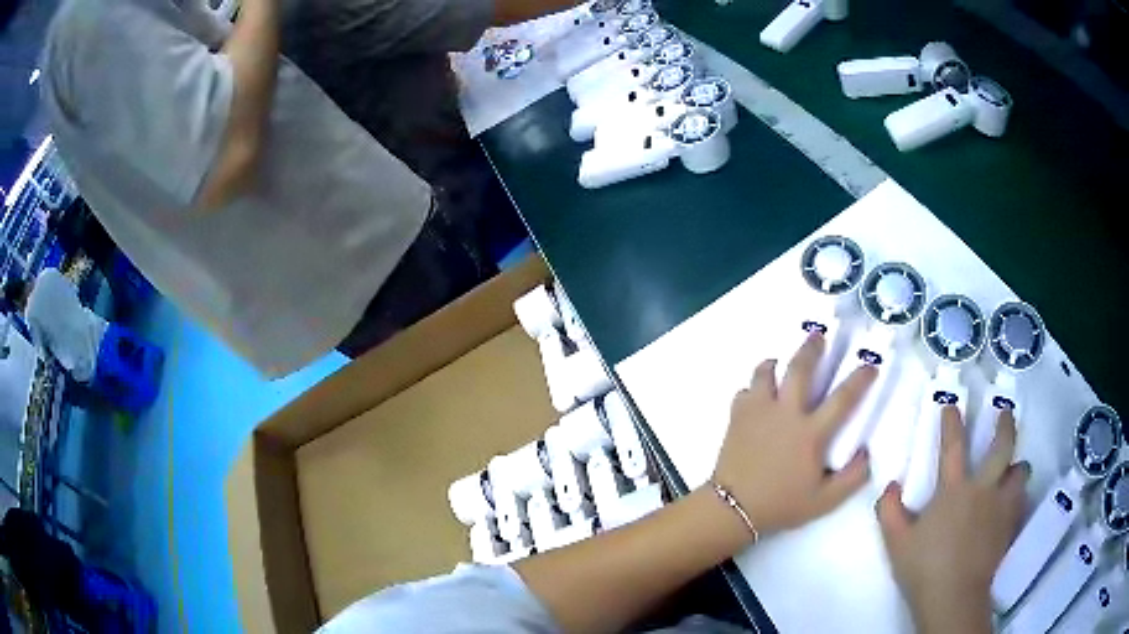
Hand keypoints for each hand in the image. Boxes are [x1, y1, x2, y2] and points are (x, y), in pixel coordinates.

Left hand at [711, 333, 876, 534]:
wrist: (732, 509)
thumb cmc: (781, 504)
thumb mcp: (825, 500)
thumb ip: (852, 478)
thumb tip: (867, 453)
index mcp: (811, 432)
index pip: (843, 398)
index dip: (860, 379)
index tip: (871, 365)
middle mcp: (786, 413)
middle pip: (800, 368)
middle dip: (812, 348)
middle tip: (819, 335)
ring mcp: (759, 411)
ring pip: (766, 372)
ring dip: (776, 362)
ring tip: (780, 360)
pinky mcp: (737, 416)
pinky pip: (745, 390)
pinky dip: (753, 387)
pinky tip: (758, 393)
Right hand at [876, 407, 1028, 633]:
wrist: (953, 596)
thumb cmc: (924, 567)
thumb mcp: (896, 542)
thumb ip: (889, 511)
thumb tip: (889, 484)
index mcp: (954, 489)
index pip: (953, 445)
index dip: (951, 422)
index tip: (951, 405)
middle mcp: (983, 488)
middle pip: (1002, 447)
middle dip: (1005, 425)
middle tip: (1005, 414)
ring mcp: (1000, 505)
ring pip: (1019, 471)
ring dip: (1017, 466)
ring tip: (1013, 468)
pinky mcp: (1009, 524)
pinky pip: (1021, 500)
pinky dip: (1018, 495)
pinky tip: (1013, 501)